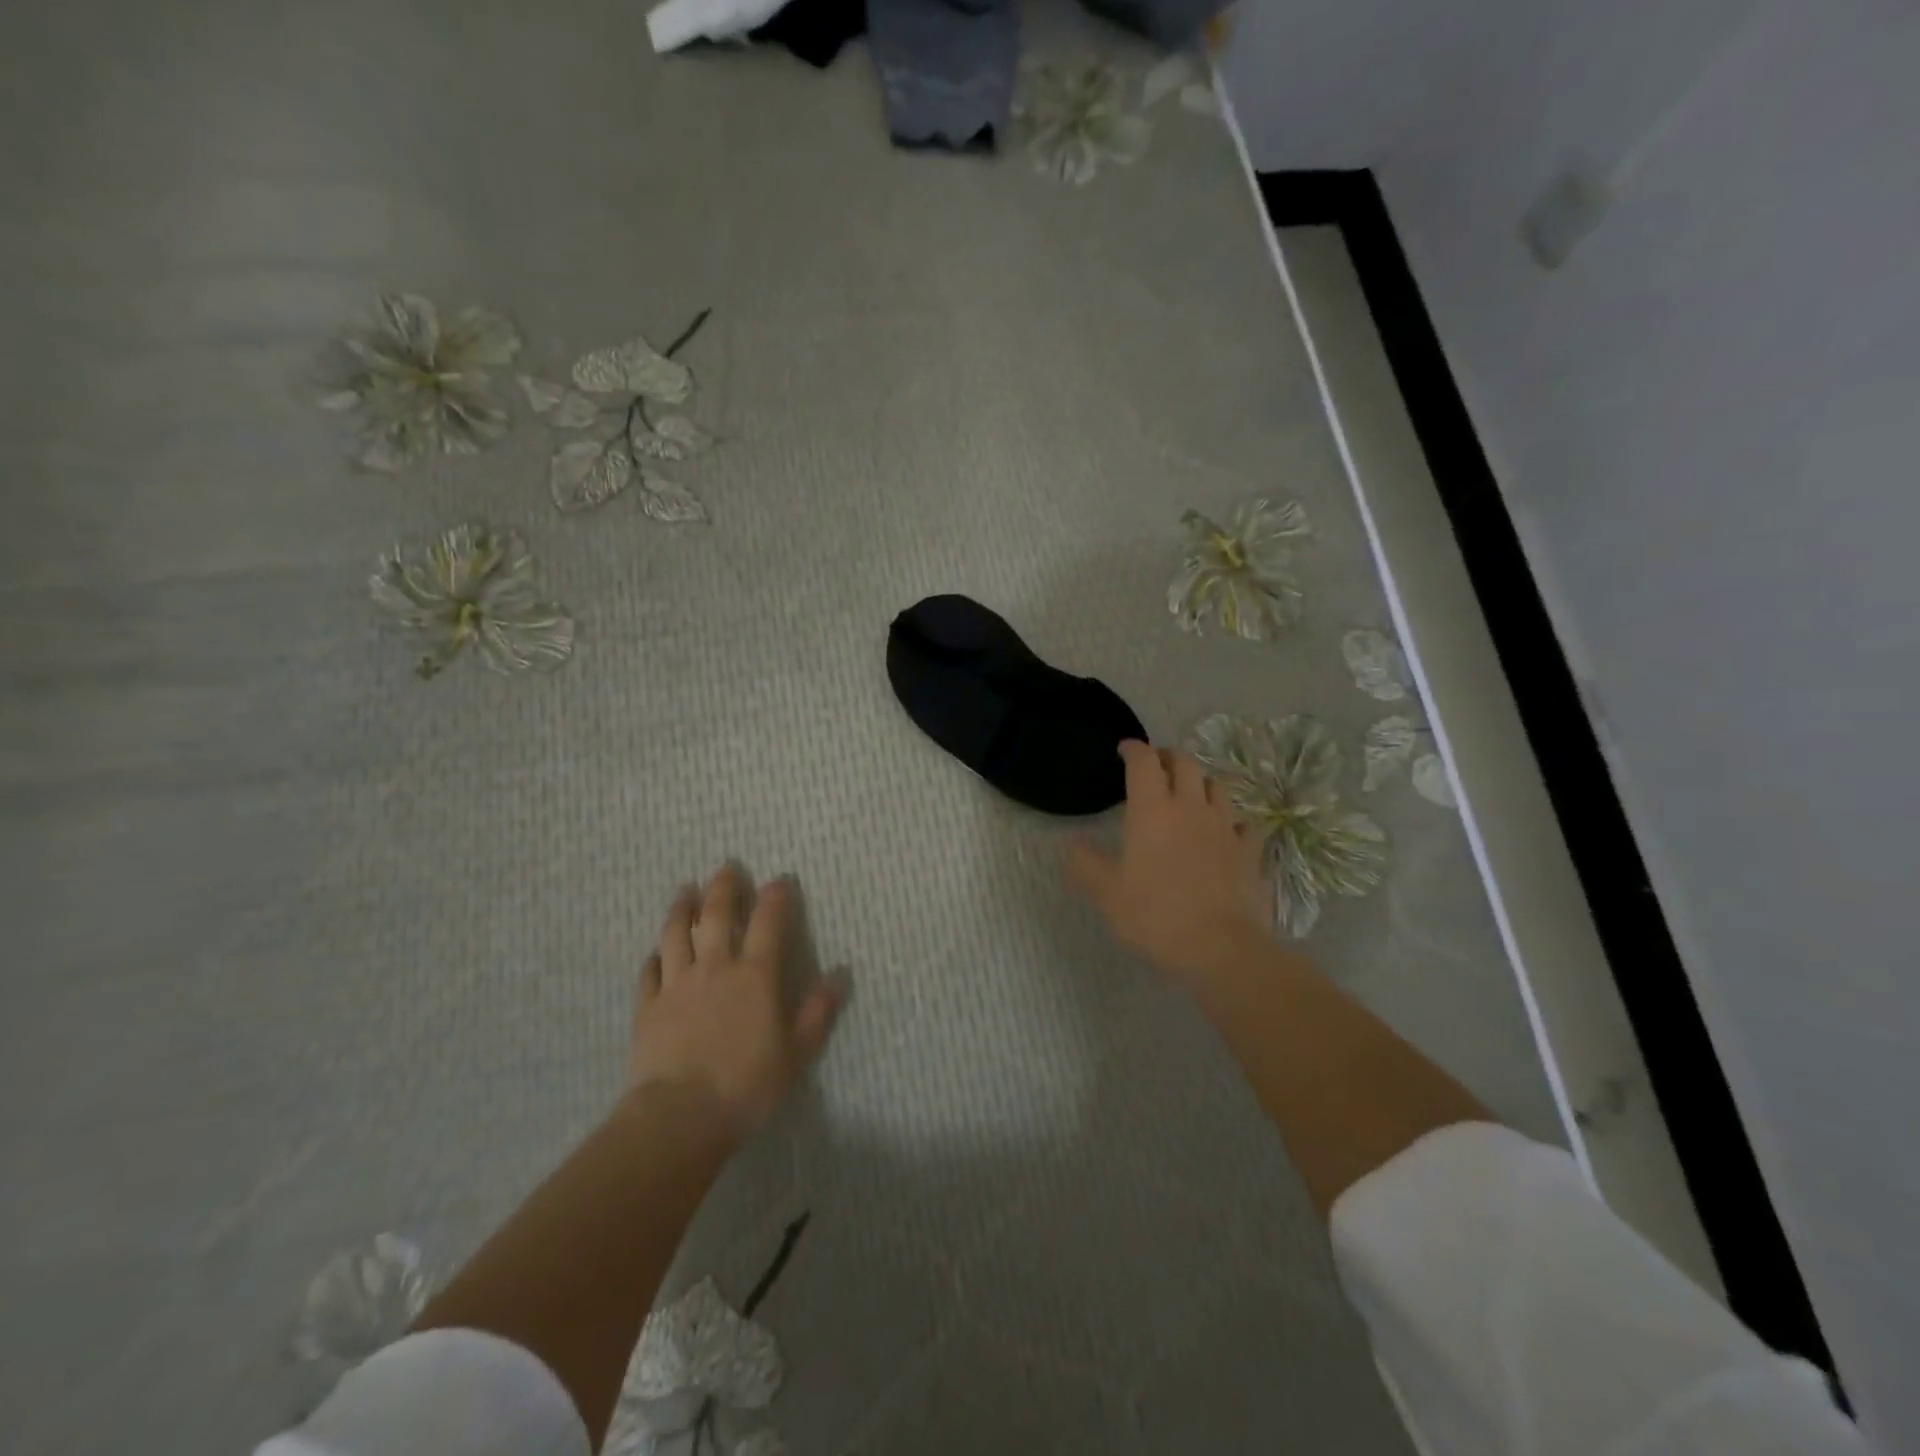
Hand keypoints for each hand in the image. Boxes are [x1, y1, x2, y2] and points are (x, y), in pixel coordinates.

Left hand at [628, 866, 842, 1140]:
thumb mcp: (796, 1052)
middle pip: (715, 915)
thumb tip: (839, 976)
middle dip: (723, 887)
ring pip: (675, 933)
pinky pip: (649, 970)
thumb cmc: (747, 1084)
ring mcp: (677, 984)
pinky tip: (656, 950)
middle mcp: (715, 967)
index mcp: (755, 975)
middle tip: (725, 868)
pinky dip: (654, 955)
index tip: (778, 880)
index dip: (774, 897)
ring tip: (685, 890)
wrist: (680, 1115)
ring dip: (681, 907)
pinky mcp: (648, 1005)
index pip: (768, 922)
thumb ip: (818, 1012)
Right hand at [1067, 740, 1270, 988]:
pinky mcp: (1250, 850)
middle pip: (1185, 763)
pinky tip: (1226, 832)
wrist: (1222, 948)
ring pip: (1217, 786)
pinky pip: (1244, 823)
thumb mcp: (1107, 894)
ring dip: (1200, 782)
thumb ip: (1085, 864)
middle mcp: (1191, 807)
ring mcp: (1225, 827)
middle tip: (1155, 766)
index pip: (1143, 762)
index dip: (1133, 749)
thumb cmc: (1156, 916)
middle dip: (1167, 757)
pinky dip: (1231, 820)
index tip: (1124, 749)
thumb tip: (1071, 844)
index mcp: (1152, 810)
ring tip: (1190, 793)